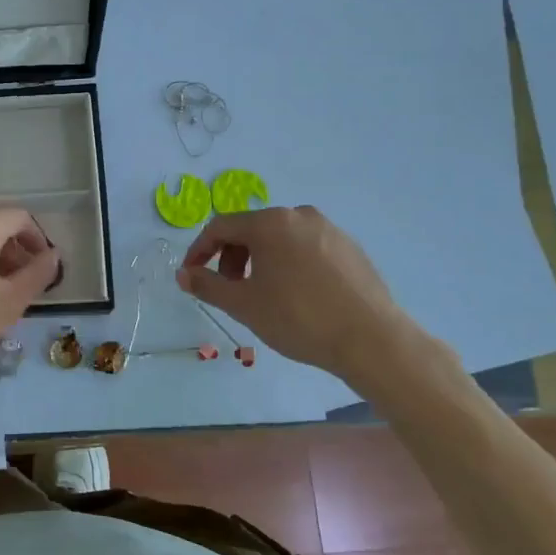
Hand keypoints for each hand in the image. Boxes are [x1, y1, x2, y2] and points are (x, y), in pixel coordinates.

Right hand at [177, 206, 427, 385]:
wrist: (371, 339)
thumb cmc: (298, 318)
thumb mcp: (243, 305)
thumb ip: (207, 285)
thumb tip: (184, 274)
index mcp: (270, 223)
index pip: (220, 227)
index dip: (199, 250)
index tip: (191, 276)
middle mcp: (299, 215)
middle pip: (251, 229)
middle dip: (231, 257)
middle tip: (229, 289)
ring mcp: (329, 229)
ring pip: (280, 238)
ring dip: (260, 261)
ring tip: (262, 294)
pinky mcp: (350, 247)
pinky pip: (306, 248)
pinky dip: (289, 264)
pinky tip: (296, 296)